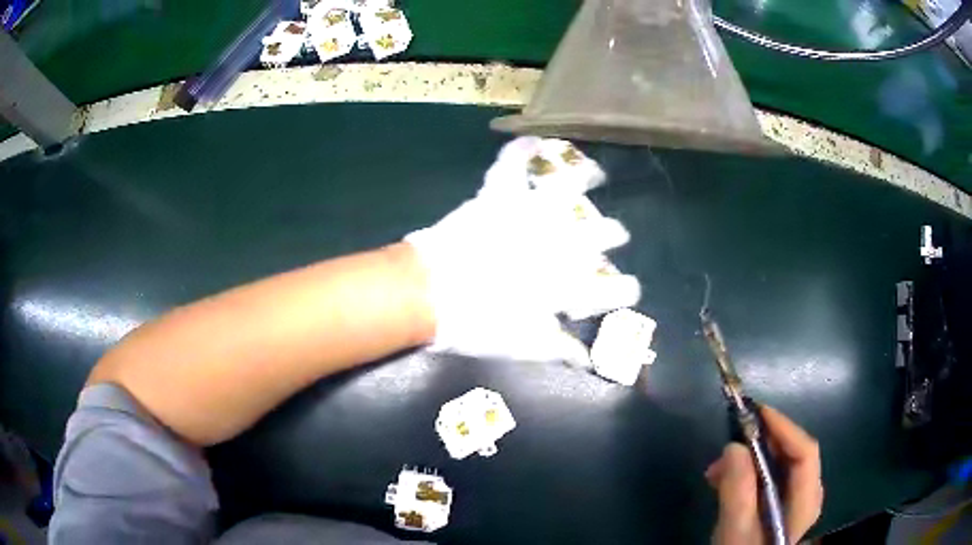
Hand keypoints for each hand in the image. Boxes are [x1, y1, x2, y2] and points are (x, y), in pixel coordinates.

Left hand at [404, 138, 640, 365]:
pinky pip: (512, 164)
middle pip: (604, 233)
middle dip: (614, 234)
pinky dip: (520, 150)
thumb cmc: (477, 324)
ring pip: (571, 186)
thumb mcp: (524, 345)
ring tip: (595, 172)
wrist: (430, 293)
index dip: (627, 290)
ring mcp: (530, 213)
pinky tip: (531, 139)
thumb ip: (560, 349)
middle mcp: (561, 243)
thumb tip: (586, 359)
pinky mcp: (500, 195)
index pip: (617, 287)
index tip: (629, 290)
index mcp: (570, 282)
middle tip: (615, 233)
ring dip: (586, 177)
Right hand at [705, 407, 823, 543]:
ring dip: (749, 458)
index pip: (805, 452)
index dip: (784, 427)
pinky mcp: (779, 503)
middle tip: (729, 441)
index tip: (755, 412)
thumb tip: (733, 446)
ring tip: (717, 468)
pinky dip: (747, 472)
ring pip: (778, 463)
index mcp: (806, 500)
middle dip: (761, 443)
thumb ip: (737, 491)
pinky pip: (768, 476)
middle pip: (792, 454)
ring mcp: (795, 498)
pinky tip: (723, 479)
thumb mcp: (735, 529)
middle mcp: (807, 493)